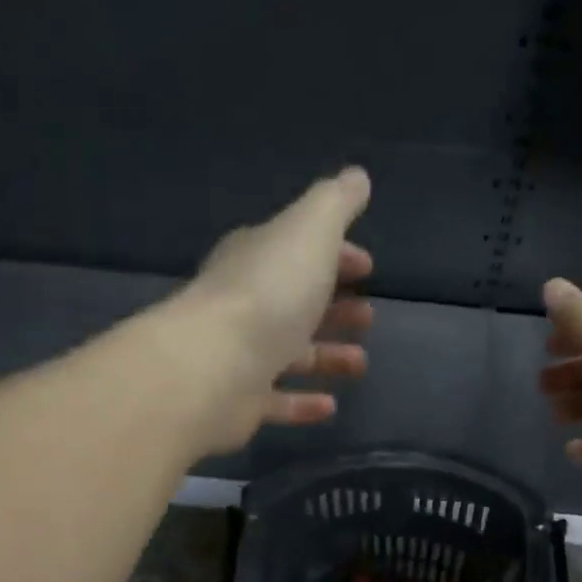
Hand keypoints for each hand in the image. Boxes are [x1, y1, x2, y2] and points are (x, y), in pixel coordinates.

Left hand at [175, 168, 374, 452]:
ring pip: (290, 354)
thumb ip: (335, 203)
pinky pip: (277, 401)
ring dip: (327, 355)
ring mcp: (240, 354)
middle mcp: (245, 303)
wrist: (213, 365)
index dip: (336, 255)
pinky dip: (303, 402)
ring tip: (360, 362)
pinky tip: (331, 405)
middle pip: (295, 302)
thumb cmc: (269, 292)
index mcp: (258, 258)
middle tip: (368, 316)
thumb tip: (358, 176)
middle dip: (334, 307)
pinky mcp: (239, 401)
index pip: (298, 250)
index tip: (367, 267)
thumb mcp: (310, 231)